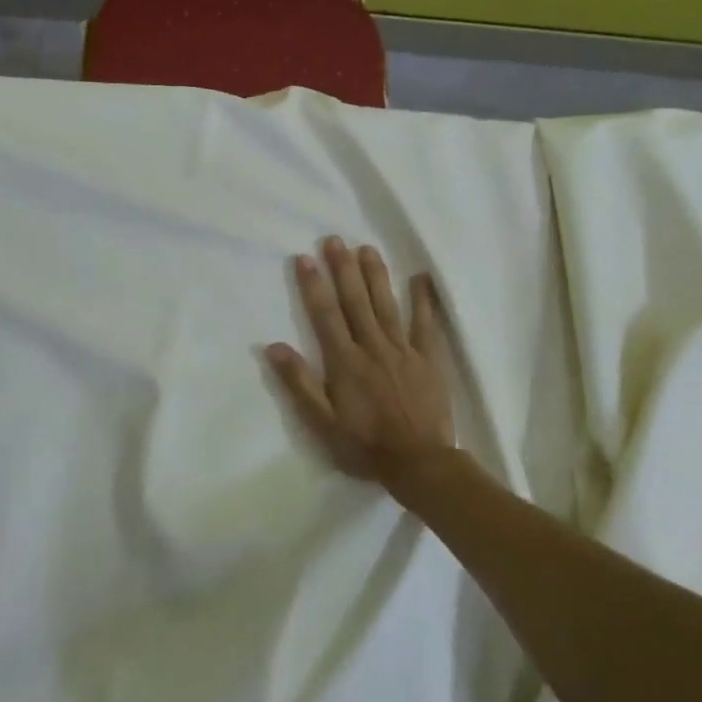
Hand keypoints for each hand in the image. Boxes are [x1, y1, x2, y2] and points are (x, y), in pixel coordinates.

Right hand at [265, 236, 456, 490]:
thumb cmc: (364, 445)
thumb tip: (274, 347)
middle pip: (355, 301)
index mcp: (344, 362)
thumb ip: (299, 383)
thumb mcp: (322, 422)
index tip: (304, 258)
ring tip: (366, 248)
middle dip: (343, 269)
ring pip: (386, 305)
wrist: (419, 462)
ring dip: (375, 275)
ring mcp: (403, 350)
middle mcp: (372, 347)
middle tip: (335, 240)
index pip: (325, 315)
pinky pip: (426, 324)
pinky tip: (420, 278)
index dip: (313, 286)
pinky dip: (423, 300)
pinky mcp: (428, 359)